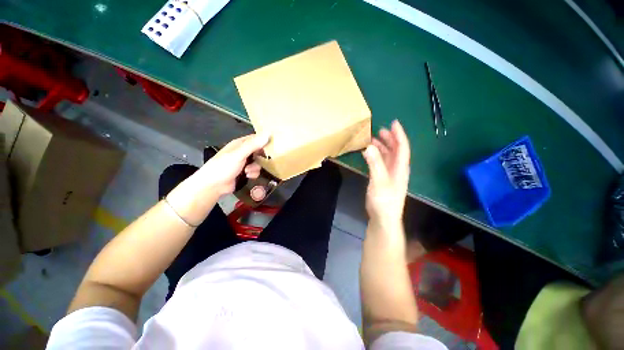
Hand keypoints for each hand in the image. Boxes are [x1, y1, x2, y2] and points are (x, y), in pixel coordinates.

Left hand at [166, 134, 268, 225]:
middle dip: (262, 157)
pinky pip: (256, 171)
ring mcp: (244, 162)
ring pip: (259, 162)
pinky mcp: (245, 172)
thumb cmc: (224, 167)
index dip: (265, 141)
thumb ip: (253, 145)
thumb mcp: (239, 155)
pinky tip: (248, 176)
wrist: (213, 186)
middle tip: (264, 161)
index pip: (256, 138)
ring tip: (248, 171)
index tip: (275, 145)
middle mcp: (243, 151)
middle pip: (259, 151)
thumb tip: (267, 134)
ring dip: (256, 167)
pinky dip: (253, 173)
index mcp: (240, 144)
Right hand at [362, 120, 410, 229]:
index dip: (399, 135)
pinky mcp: (383, 180)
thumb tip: (369, 146)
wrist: (383, 218)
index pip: (402, 147)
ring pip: (388, 157)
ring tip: (372, 140)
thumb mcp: (379, 181)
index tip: (394, 123)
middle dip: (389, 139)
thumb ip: (375, 163)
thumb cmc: (384, 200)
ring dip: (382, 147)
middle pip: (396, 150)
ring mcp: (390, 175)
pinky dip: (376, 157)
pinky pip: (381, 163)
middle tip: (380, 131)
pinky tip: (369, 155)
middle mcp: (397, 169)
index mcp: (400, 168)